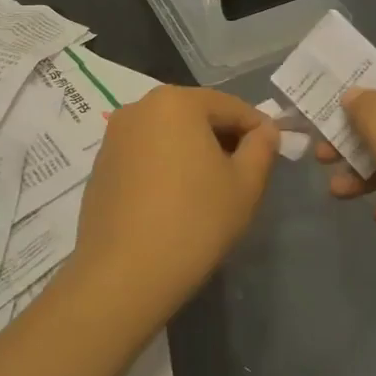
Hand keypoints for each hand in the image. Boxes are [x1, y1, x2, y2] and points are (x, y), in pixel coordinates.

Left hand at [72, 87, 279, 329]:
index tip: (274, 153)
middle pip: (195, 115)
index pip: (230, 106)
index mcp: (176, 101)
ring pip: (167, 134)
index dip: (257, 128)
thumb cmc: (194, 221)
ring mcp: (114, 136)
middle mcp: (139, 107)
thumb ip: (261, 148)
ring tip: (211, 189)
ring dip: (193, 151)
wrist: (124, 274)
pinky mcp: (101, 165)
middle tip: (245, 172)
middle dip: (223, 138)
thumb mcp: (245, 185)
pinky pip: (144, 155)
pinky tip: (176, 200)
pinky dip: (165, 166)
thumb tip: (265, 130)